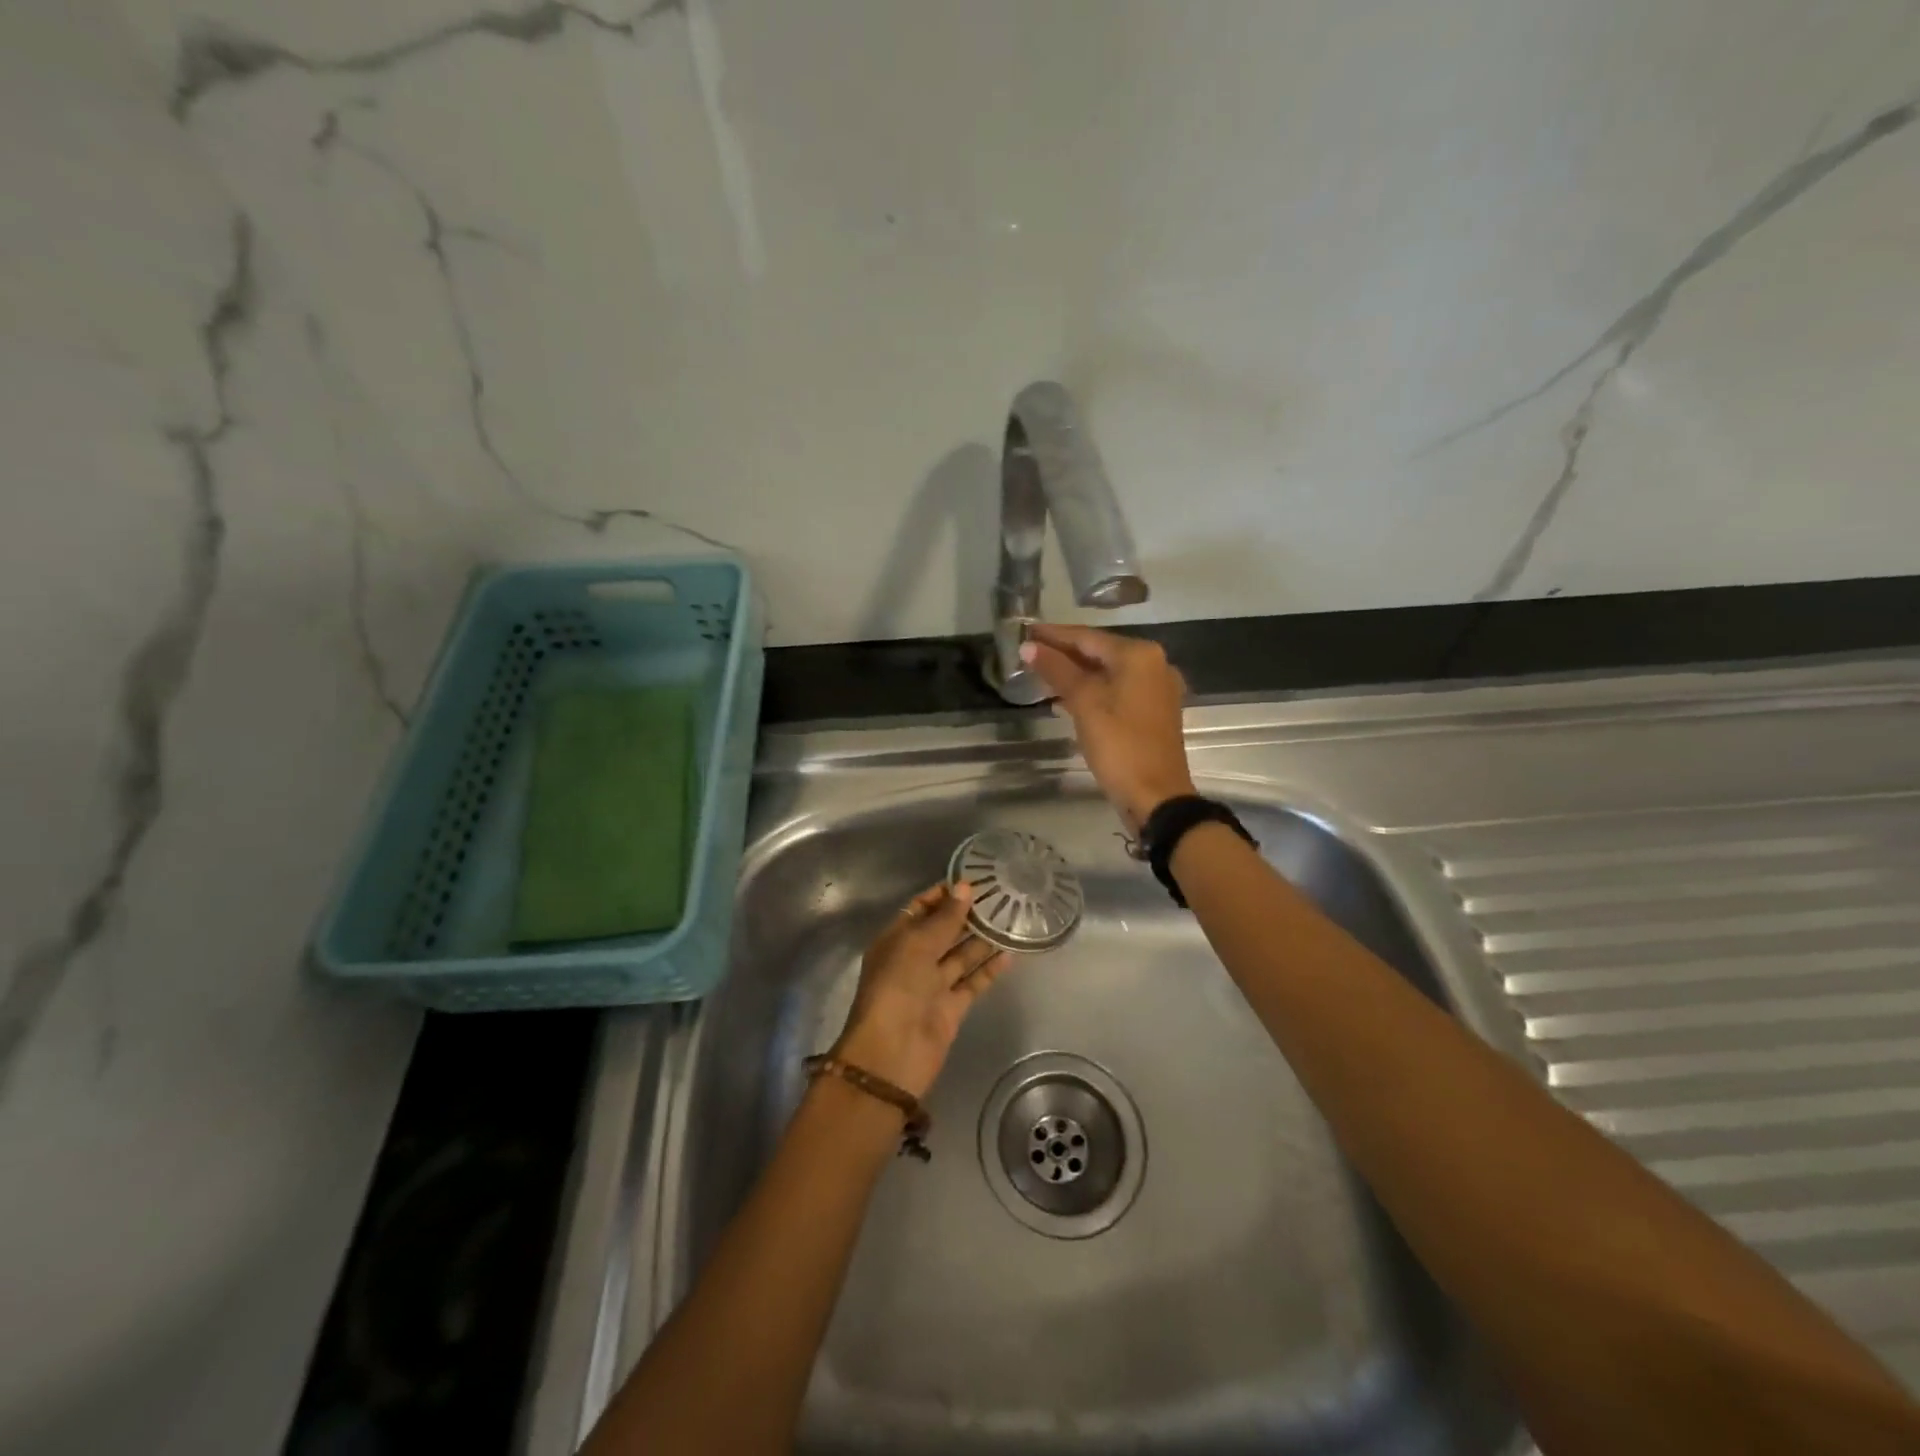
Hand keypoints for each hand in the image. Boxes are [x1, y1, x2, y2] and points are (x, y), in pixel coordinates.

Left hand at [831, 882, 1013, 1099]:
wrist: (892, 1053)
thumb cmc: (897, 988)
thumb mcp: (917, 945)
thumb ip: (944, 918)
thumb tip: (965, 888)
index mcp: (896, 939)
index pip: (921, 908)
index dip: (944, 894)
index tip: (973, 879)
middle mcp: (914, 958)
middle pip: (943, 930)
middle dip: (967, 914)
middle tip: (1000, 895)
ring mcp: (933, 984)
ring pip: (961, 955)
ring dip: (982, 938)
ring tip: (1011, 917)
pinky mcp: (952, 1007)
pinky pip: (973, 981)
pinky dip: (989, 968)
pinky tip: (1010, 952)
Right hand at [1020, 622, 1195, 830]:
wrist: (1155, 796)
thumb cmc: (1119, 745)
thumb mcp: (1084, 703)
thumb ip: (1057, 670)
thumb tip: (1028, 646)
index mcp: (1139, 655)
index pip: (1087, 636)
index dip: (1053, 635)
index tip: (1024, 630)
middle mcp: (1154, 664)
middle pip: (1100, 651)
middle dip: (1063, 653)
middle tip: (1028, 651)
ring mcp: (1157, 689)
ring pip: (1108, 672)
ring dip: (1075, 672)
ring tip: (1040, 672)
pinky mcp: (1153, 711)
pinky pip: (1117, 690)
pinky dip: (1092, 690)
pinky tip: (1066, 697)